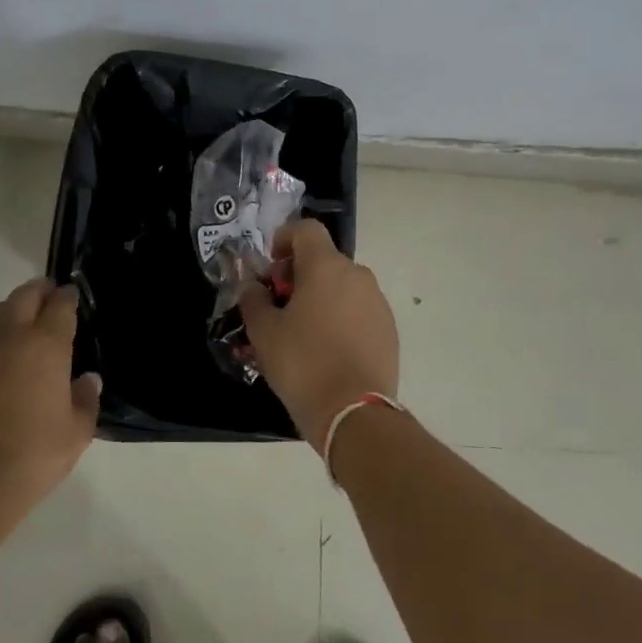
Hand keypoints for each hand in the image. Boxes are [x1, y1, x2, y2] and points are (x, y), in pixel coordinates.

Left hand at [0, 279, 100, 518]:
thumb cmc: (32, 456)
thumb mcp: (76, 434)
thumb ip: (85, 401)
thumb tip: (87, 380)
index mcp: (44, 346)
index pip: (59, 306)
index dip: (67, 297)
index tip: (72, 294)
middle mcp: (8, 340)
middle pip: (23, 298)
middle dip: (37, 291)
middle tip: (47, 294)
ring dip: (10, 312)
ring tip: (21, 323)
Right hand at [238, 219, 399, 450]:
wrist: (354, 413)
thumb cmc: (303, 364)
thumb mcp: (264, 332)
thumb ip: (253, 300)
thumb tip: (252, 287)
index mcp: (326, 266)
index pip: (306, 229)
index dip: (284, 239)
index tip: (271, 267)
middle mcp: (357, 275)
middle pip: (324, 259)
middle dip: (299, 275)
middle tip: (280, 305)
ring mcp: (377, 302)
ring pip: (342, 286)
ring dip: (321, 297)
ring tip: (302, 332)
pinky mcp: (389, 329)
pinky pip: (359, 310)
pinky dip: (341, 318)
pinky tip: (327, 350)